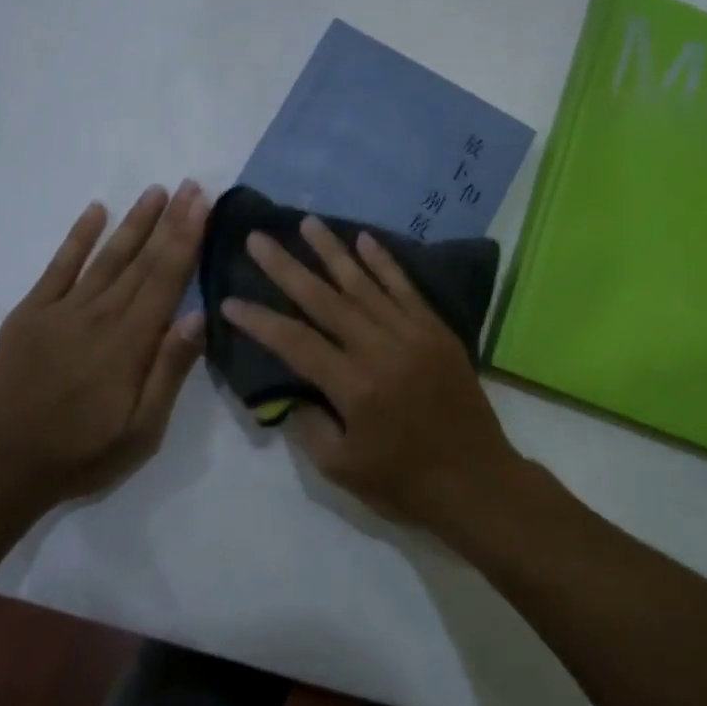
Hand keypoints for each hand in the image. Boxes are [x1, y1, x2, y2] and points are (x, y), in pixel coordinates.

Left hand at [0, 181, 208, 510]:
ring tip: (155, 191)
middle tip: (191, 185)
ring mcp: (61, 310)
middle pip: (142, 259)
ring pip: (106, 256)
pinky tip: (95, 211)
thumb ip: (169, 370)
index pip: (167, 278)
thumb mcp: (142, 429)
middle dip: (170, 220)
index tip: (204, 203)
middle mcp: (99, 315)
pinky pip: (58, 267)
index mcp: (130, 342)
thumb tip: (199, 316)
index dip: (188, 238)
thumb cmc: (82, 452)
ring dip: (134, 222)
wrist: (1, 465)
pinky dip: (77, 237)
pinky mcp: (30, 314)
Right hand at [221, 216, 523, 530]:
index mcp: (354, 386)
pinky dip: (384, 262)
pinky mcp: (436, 330)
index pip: (294, 342)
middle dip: (286, 268)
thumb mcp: (341, 469)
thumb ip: (308, 425)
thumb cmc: (404, 483)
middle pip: (324, 300)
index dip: (259, 320)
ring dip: (332, 251)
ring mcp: (412, 334)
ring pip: (364, 283)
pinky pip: (406, 287)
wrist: (477, 481)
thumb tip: (292, 390)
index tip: (230, 300)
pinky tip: (364, 238)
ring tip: (306, 222)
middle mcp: (380, 349)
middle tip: (258, 238)